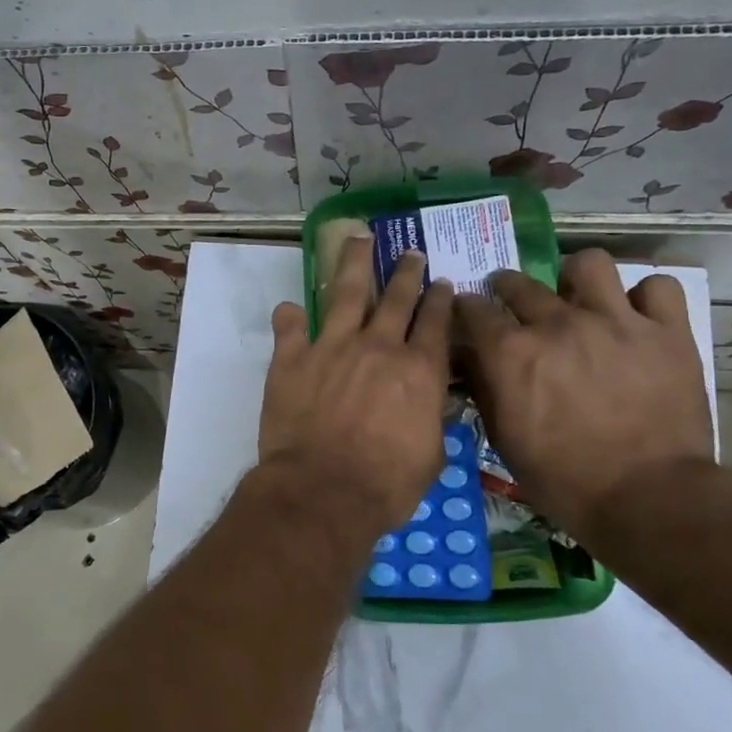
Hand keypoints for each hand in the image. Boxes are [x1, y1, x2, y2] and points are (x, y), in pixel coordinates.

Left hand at [259, 240, 453, 542]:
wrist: (323, 490)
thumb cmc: (386, 484)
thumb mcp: (430, 456)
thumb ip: (430, 419)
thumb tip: (429, 404)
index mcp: (418, 369)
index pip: (435, 322)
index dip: (440, 300)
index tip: (442, 283)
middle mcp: (378, 346)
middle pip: (397, 297)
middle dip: (407, 272)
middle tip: (411, 253)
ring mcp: (331, 346)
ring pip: (346, 292)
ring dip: (354, 263)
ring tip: (359, 240)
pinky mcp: (292, 358)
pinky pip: (289, 326)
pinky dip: (289, 316)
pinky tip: (290, 307)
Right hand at [454, 249, 712, 537]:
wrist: (648, 499)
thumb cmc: (563, 479)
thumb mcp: (504, 439)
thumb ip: (484, 388)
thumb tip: (469, 358)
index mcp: (512, 352)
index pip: (473, 308)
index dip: (466, 310)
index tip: (469, 317)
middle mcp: (558, 323)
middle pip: (519, 282)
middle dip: (506, 288)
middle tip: (515, 307)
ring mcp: (616, 322)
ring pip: (589, 263)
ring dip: (576, 278)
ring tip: (579, 298)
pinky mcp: (667, 332)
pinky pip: (658, 287)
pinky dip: (645, 297)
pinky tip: (636, 317)